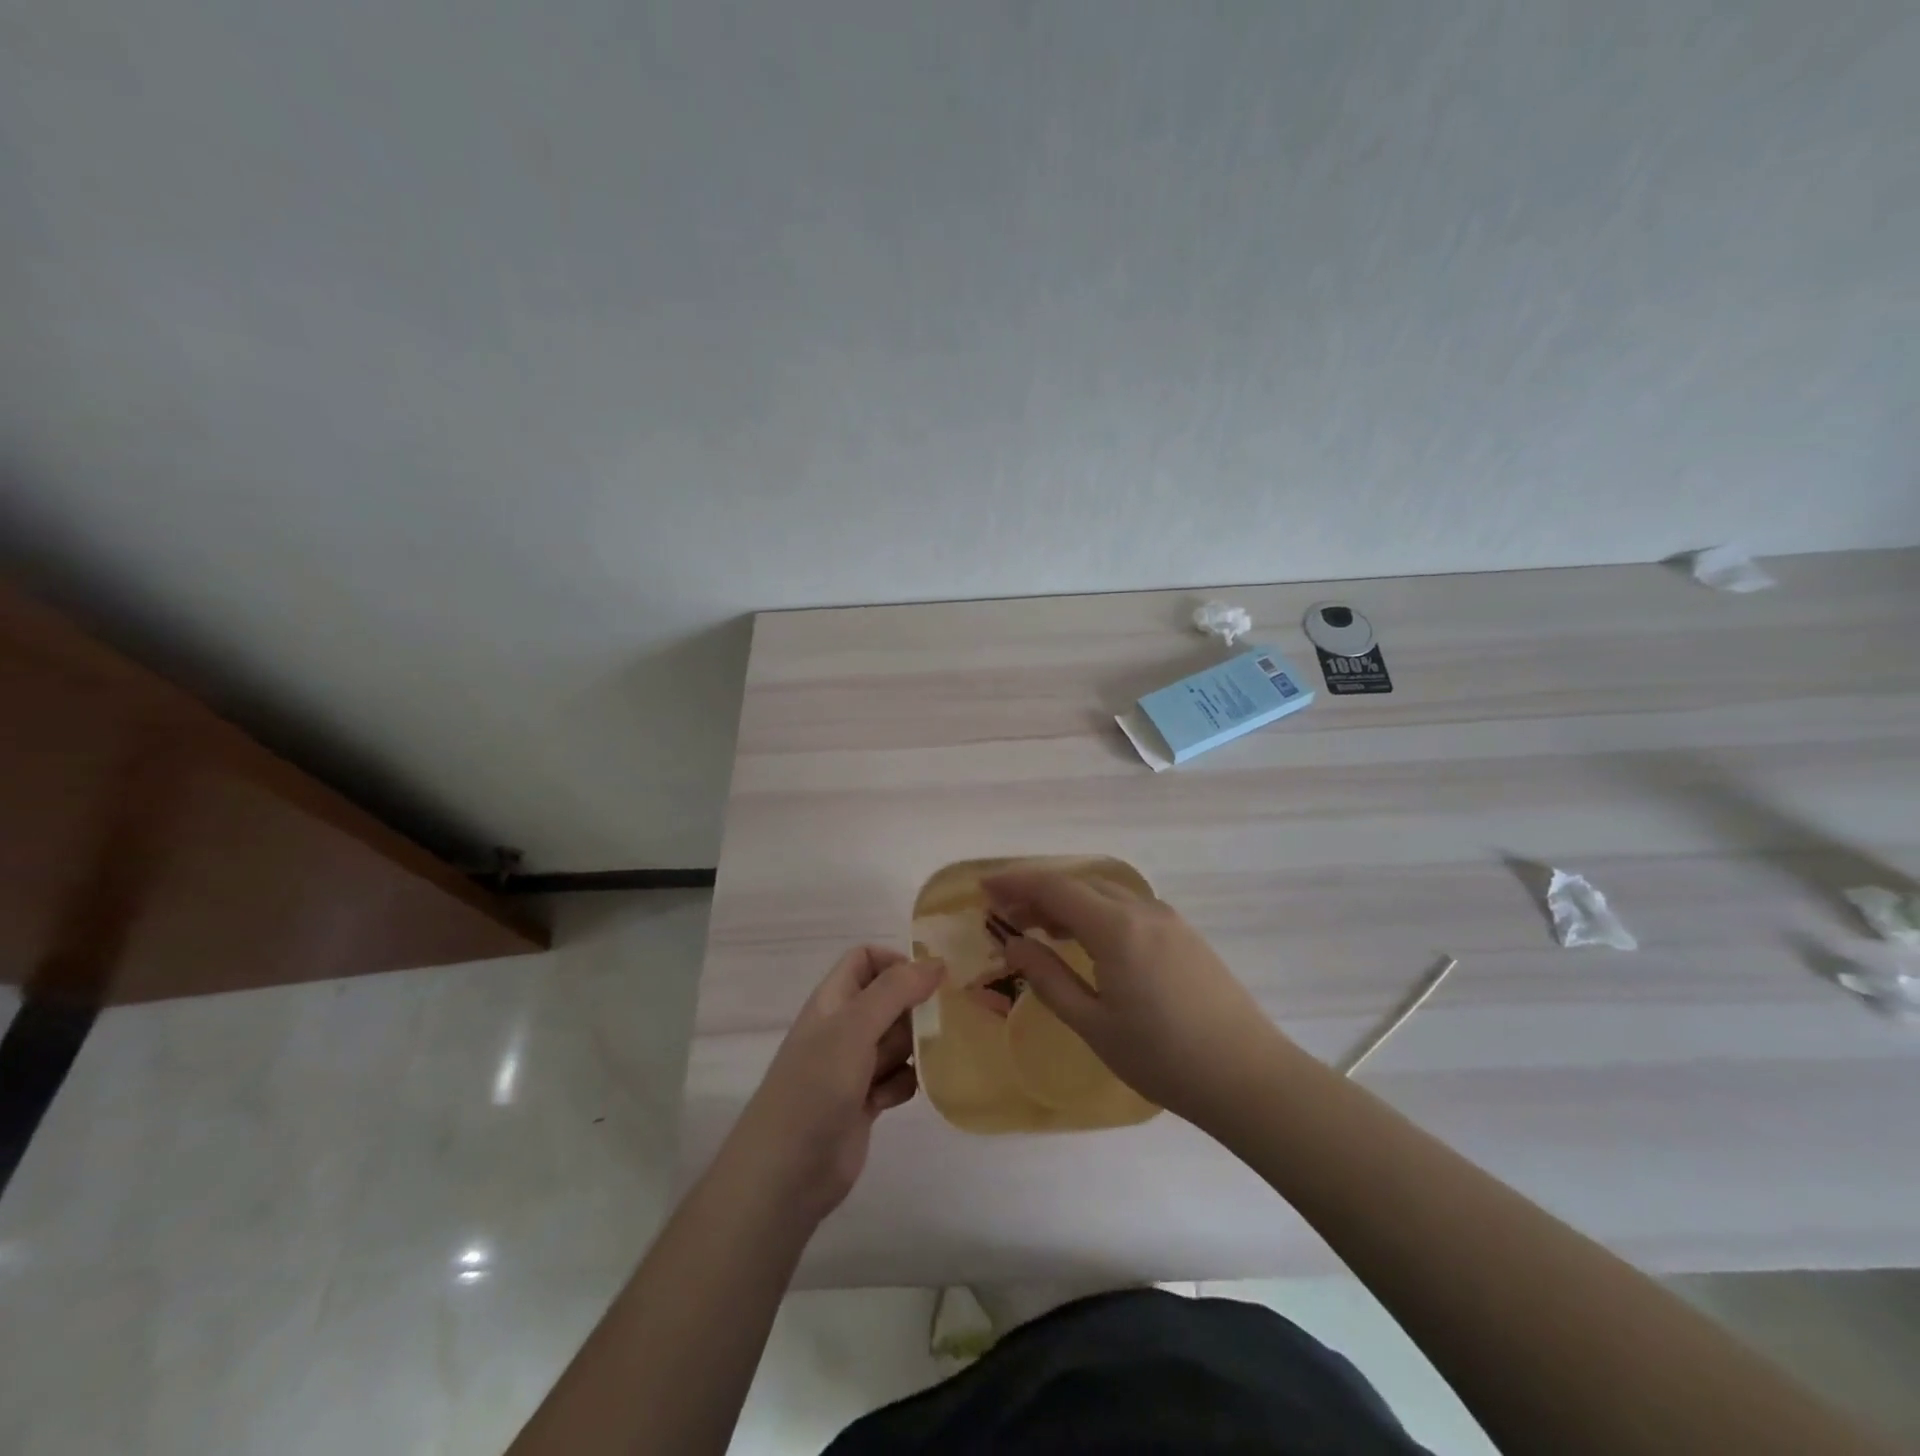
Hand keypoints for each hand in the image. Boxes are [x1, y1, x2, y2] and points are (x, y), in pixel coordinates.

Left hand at [726, 946, 942, 1224]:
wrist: (786, 1172)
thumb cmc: (816, 1086)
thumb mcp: (854, 1027)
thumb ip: (896, 990)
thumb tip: (936, 962)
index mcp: (833, 1000)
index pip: (865, 960)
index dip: (895, 963)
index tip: (927, 981)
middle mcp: (843, 1028)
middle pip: (889, 1000)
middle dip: (914, 1009)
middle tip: (935, 1024)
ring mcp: (853, 1066)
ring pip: (898, 1040)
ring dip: (914, 1049)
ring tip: (919, 1063)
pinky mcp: (865, 1102)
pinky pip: (898, 1078)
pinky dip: (903, 1084)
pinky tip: (894, 1098)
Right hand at [986, 869, 1290, 1129]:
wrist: (1248, 1077)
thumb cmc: (1163, 1058)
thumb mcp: (1094, 1025)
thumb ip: (1048, 978)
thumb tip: (1013, 942)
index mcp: (1116, 928)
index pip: (1055, 887)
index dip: (1015, 882)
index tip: (984, 887)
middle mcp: (1142, 909)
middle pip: (1079, 882)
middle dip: (1038, 891)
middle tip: (1006, 913)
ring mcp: (1168, 919)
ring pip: (1105, 892)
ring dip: (1068, 901)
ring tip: (1039, 928)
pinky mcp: (1183, 934)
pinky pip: (1128, 907)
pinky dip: (1096, 912)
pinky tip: (1086, 941)